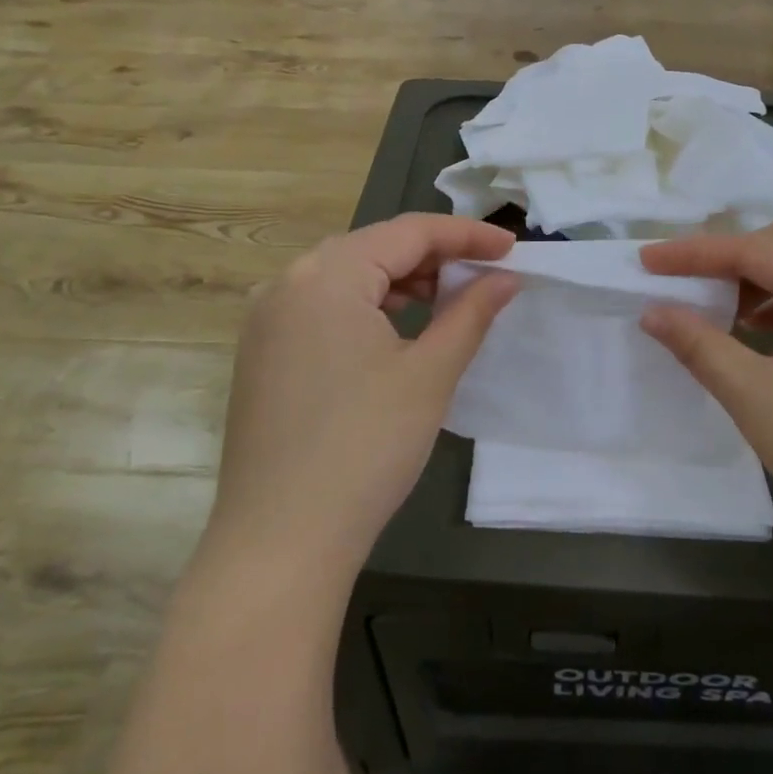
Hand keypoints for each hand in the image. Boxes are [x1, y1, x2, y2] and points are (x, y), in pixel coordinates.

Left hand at [209, 214, 518, 573]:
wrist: (281, 541)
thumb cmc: (366, 447)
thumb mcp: (429, 374)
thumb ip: (471, 313)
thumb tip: (506, 278)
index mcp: (327, 274)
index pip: (407, 231)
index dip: (465, 235)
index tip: (511, 247)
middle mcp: (287, 283)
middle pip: (374, 248)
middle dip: (433, 257)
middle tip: (483, 276)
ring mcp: (266, 319)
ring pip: (347, 277)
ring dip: (400, 283)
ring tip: (446, 303)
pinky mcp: (262, 353)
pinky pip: (323, 307)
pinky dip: (367, 309)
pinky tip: (395, 333)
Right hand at [640, 223, 772, 570]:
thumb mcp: (754, 396)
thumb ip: (698, 344)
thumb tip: (653, 311)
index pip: (758, 249)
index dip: (695, 253)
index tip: (646, 260)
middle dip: (729, 258)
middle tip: (681, 279)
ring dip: (757, 281)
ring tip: (714, 306)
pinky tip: (758, 330)